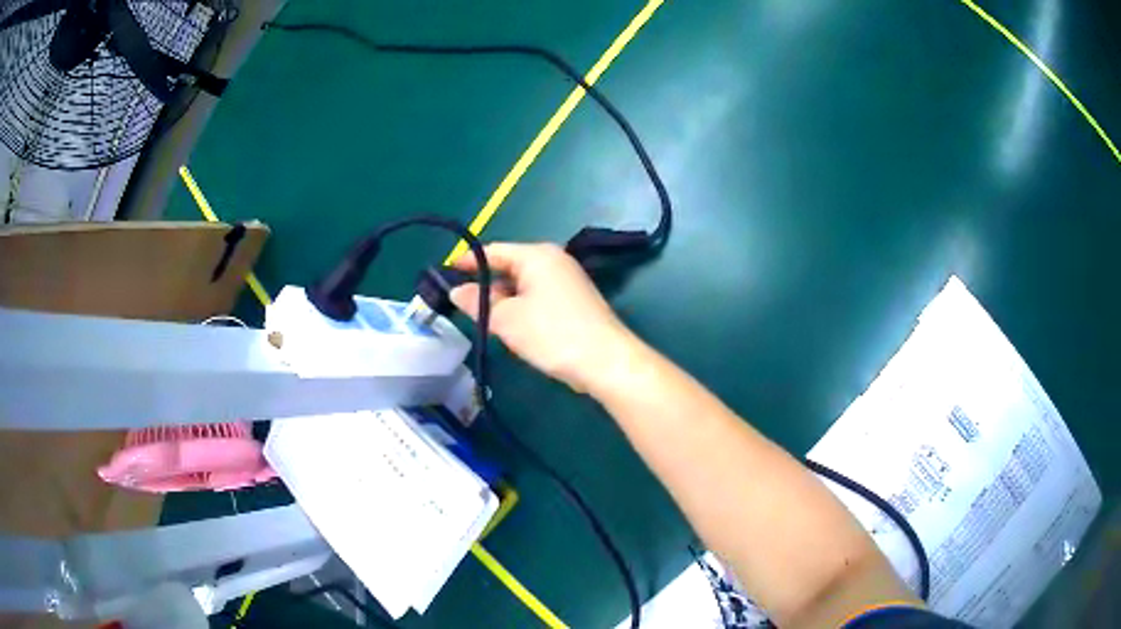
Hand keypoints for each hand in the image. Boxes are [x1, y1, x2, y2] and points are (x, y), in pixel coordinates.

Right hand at [450, 242, 633, 392]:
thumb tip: (456, 291)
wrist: (605, 362)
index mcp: (537, 255)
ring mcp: (568, 281)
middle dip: (486, 284)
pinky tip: (512, 328)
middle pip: (510, 266)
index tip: (445, 273)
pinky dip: (521, 307)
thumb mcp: (507, 320)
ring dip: (504, 299)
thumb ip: (478, 303)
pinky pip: (538, 297)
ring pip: (524, 285)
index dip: (468, 262)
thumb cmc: (552, 334)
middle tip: (459, 303)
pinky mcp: (575, 301)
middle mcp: (554, 260)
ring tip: (481, 319)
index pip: (494, 251)